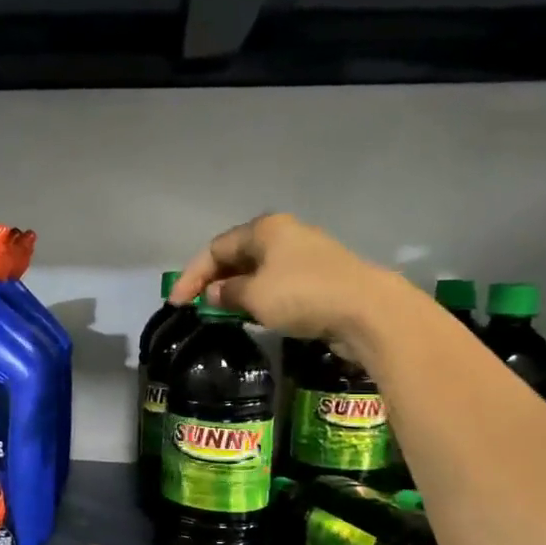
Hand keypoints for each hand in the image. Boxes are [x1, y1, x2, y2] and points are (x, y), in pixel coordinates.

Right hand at [170, 213, 390, 358]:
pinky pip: (277, 284)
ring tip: (220, 314)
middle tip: (196, 308)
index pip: (215, 248)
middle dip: (213, 281)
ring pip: (258, 271)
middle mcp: (284, 235)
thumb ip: (227, 293)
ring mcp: (305, 256)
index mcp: (265, 229)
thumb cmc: (302, 295)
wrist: (368, 311)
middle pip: (237, 256)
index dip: (192, 276)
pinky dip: (259, 298)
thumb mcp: (255, 296)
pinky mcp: (320, 278)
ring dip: (236, 291)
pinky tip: (253, 315)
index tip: (177, 304)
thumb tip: (213, 293)